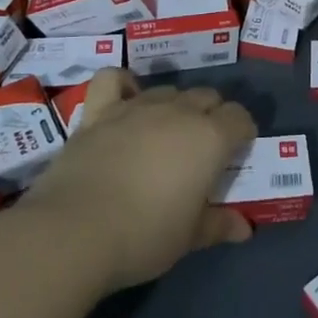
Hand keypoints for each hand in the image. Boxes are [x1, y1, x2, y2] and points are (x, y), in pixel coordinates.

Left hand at [19, 69, 256, 291]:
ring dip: (174, 106)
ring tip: (164, 135)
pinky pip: (113, 79)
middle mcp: (178, 112)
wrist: (73, 232)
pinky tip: (125, 100)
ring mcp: (136, 107)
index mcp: (210, 138)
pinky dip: (123, 84)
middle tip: (201, 149)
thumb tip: (244, 229)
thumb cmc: (144, 236)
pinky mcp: (98, 112)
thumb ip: (218, 225)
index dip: (242, 133)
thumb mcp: (188, 238)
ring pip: (168, 90)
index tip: (235, 154)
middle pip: (207, 96)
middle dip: (211, 115)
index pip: (240, 118)